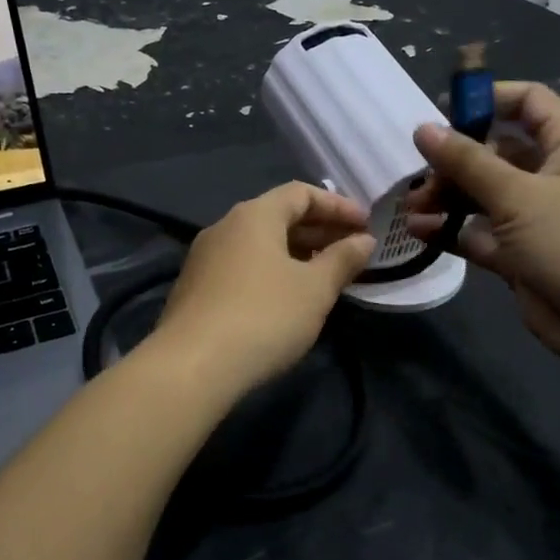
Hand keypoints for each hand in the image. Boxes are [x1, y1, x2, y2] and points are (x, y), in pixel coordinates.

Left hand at [148, 182, 375, 393]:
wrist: (192, 366)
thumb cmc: (264, 317)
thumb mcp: (315, 289)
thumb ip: (342, 260)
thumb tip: (363, 240)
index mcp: (254, 216)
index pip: (301, 193)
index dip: (337, 206)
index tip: (366, 225)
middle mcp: (225, 227)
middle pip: (278, 216)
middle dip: (318, 230)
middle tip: (352, 250)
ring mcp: (204, 258)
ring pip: (259, 244)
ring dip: (295, 253)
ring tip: (325, 275)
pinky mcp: (195, 288)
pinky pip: (242, 266)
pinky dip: (271, 271)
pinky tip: (287, 297)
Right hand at [405, 81, 559, 369]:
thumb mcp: (518, 195)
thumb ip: (467, 162)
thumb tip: (423, 129)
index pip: (529, 103)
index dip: (488, 98)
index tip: (443, 109)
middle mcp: (551, 176)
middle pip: (495, 152)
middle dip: (454, 160)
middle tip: (419, 175)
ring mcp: (534, 218)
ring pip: (482, 195)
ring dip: (446, 197)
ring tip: (411, 207)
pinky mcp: (519, 255)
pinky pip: (479, 232)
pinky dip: (451, 230)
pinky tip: (419, 231)